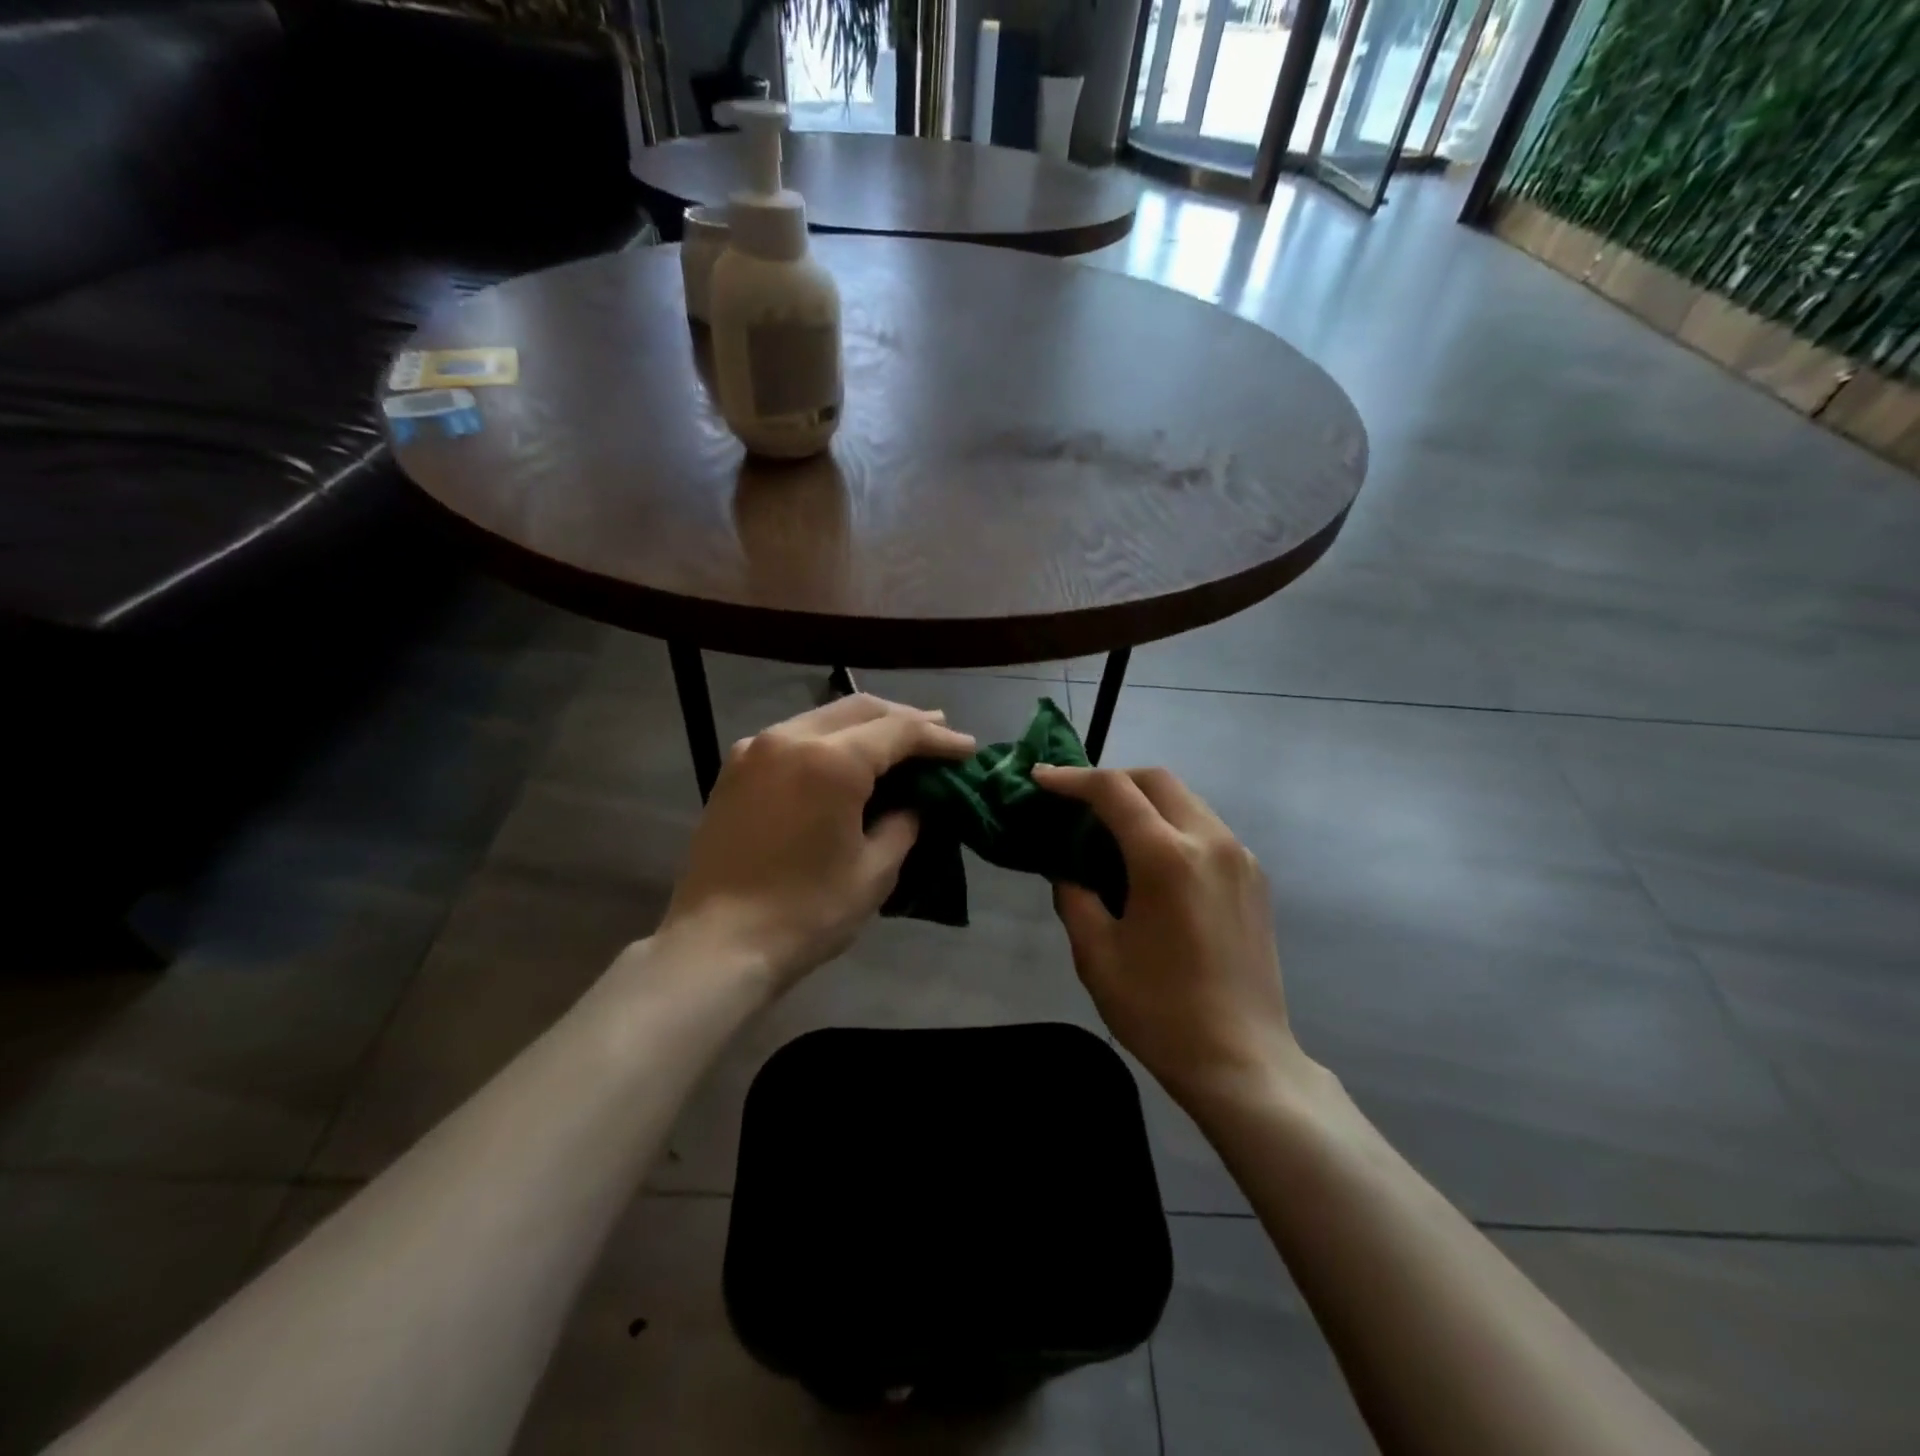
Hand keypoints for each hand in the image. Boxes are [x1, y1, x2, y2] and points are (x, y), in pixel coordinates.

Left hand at [657, 694, 974, 991]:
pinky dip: (828, 739)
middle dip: (904, 718)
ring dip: (865, 725)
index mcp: (831, 761)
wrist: (717, 945)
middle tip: (938, 733)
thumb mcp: (874, 872)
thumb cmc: (806, 913)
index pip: (899, 732)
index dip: (939, 739)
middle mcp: (791, 738)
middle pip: (860, 709)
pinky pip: (793, 736)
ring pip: (824, 717)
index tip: (968, 749)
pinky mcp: (734, 768)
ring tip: (897, 741)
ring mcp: (756, 748)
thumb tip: (914, 803)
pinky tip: (843, 757)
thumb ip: (903, 824)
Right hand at [1033, 764, 1311, 1109]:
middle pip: (1157, 779)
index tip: (1040, 780)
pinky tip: (1153, 859)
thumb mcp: (1096, 955)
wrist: (1242, 1061)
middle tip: (1077, 802)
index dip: (1071, 779)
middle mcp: (1210, 841)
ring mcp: (1240, 857)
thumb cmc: (1159, 1011)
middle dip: (1112, 779)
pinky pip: (1207, 828)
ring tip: (1111, 829)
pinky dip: (1172, 824)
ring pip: (1186, 800)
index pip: (1113, 791)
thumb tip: (1067, 870)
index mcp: (1166, 857)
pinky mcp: (1255, 878)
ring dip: (1145, 800)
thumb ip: (1074, 898)